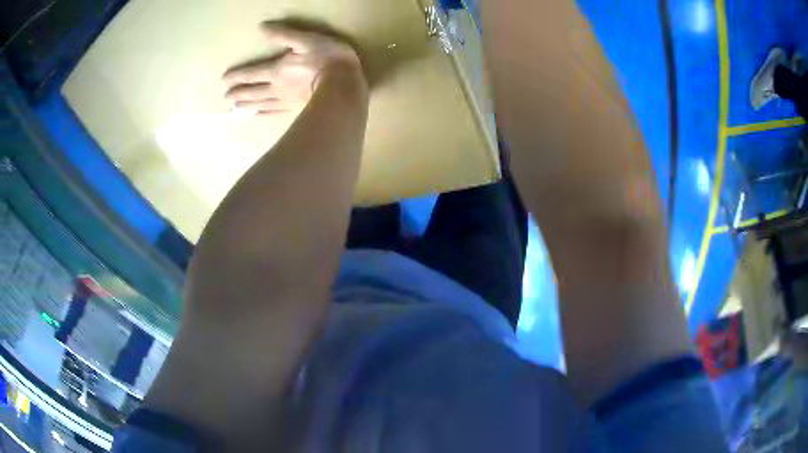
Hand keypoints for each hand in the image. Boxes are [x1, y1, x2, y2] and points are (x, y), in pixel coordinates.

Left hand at [223, 21, 364, 114]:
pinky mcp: (295, 110)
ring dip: (246, 104)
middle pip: (252, 90)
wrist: (343, 87)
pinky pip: (273, 112)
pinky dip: (262, 113)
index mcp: (277, 69)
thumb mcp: (307, 39)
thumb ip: (284, 34)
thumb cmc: (327, 59)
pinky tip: (256, 115)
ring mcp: (285, 101)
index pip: (251, 73)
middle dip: (238, 92)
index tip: (223, 80)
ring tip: (235, 107)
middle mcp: (276, 87)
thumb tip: (261, 27)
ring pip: (260, 103)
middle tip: (226, 97)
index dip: (236, 76)